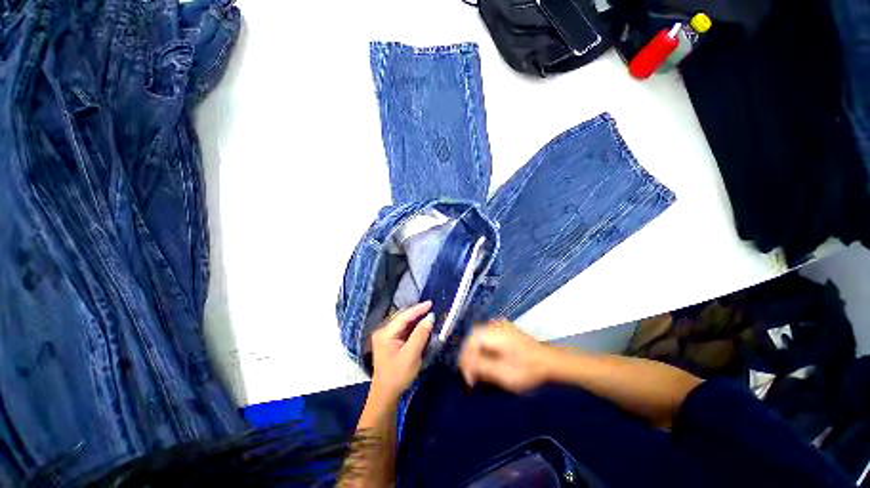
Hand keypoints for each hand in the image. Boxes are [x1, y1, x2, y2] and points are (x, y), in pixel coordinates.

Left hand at [370, 301, 433, 400]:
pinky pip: (404, 329)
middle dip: (417, 312)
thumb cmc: (398, 375)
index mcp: (385, 333)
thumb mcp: (411, 355)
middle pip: (403, 317)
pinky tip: (422, 325)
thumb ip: (420, 334)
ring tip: (429, 314)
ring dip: (416, 319)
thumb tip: (430, 317)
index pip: (403, 316)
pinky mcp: (391, 341)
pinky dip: (414, 327)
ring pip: (404, 322)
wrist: (386, 394)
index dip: (418, 309)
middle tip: (432, 308)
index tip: (431, 303)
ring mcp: (386, 336)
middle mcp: (384, 331)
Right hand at [460, 319, 555, 392]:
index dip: (465, 360)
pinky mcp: (504, 331)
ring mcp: (499, 326)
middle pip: (473, 339)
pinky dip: (485, 351)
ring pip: (479, 339)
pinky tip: (489, 363)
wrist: (550, 362)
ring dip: (477, 355)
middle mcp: (494, 325)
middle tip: (473, 377)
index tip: (469, 378)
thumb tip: (463, 365)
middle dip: (470, 358)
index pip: (470, 342)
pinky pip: (487, 339)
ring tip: (480, 372)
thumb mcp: (503, 373)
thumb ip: (481, 367)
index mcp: (493, 333)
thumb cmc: (528, 369)